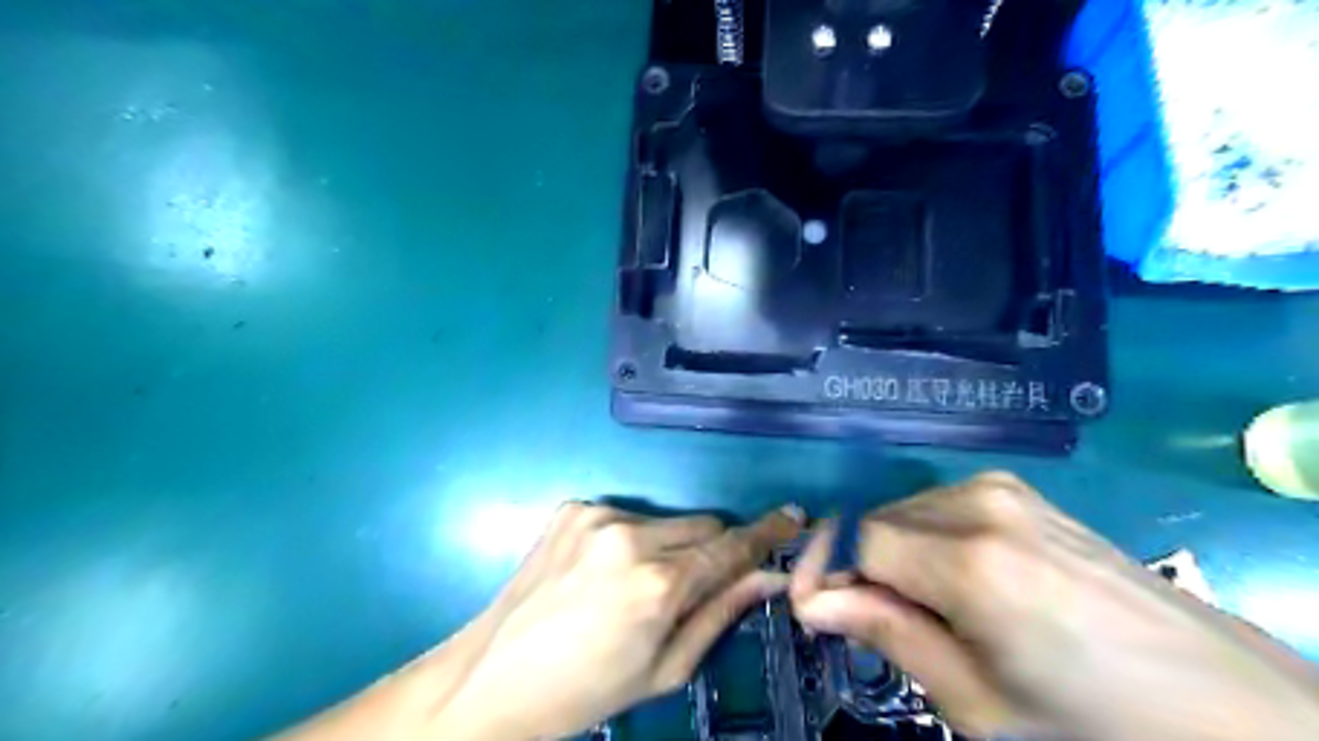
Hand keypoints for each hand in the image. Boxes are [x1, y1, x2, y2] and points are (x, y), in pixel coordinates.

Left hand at [429, 501, 804, 738]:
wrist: (494, 677)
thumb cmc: (587, 689)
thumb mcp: (665, 668)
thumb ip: (721, 613)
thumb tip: (769, 577)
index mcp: (656, 584)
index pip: (730, 546)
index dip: (766, 533)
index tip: (793, 516)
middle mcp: (629, 536)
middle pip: (702, 525)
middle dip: (710, 550)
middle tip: (689, 586)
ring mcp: (596, 516)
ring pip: (665, 521)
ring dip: (667, 545)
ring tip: (633, 586)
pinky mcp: (572, 507)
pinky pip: (626, 517)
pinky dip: (629, 539)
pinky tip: (601, 572)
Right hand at [786, 472, 1317, 740]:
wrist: (1225, 704)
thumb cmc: (1093, 722)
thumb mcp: (977, 701)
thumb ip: (888, 635)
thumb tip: (810, 603)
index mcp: (970, 560)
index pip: (856, 540)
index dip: (823, 571)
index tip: (808, 607)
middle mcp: (981, 504)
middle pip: (877, 521)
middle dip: (856, 566)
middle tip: (866, 622)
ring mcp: (1005, 490)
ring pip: (906, 511)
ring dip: (891, 555)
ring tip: (917, 609)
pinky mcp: (1022, 492)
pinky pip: (941, 506)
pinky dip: (925, 541)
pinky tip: (953, 582)